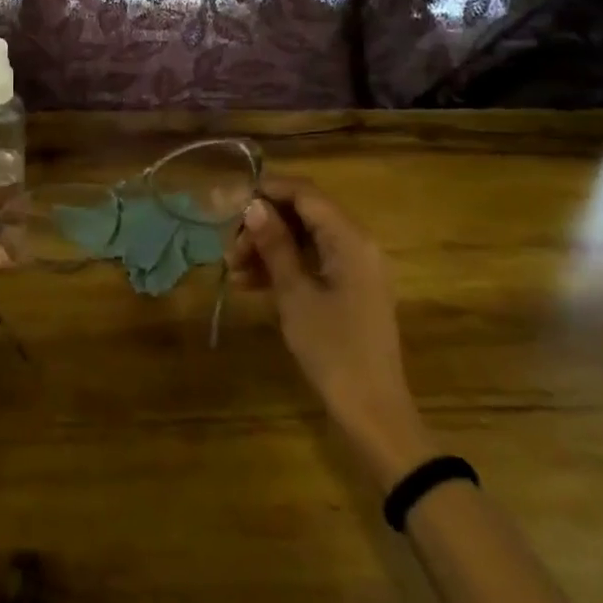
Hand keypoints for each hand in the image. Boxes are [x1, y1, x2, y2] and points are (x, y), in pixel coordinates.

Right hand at [226, 177, 432, 482]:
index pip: (306, 194)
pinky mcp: (350, 289)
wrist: (373, 411)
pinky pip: (313, 263)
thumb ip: (275, 245)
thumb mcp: (295, 294)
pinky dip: (283, 268)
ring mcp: (355, 268)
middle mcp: (357, 244)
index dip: (268, 191)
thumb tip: (253, 205)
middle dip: (264, 225)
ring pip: (305, 240)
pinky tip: (249, 285)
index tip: (231, 203)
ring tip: (232, 270)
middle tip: (229, 248)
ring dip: (268, 248)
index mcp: (350, 239)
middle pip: (304, 215)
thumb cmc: (333, 349)